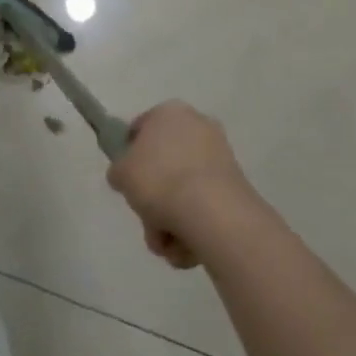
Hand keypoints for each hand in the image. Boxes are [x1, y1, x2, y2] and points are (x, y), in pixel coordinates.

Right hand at [107, 101, 255, 270]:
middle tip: (147, 218)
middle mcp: (197, 125)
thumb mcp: (122, 173)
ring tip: (166, 240)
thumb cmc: (160, 180)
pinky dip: (193, 226)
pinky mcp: (235, 186)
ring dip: (170, 219)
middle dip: (153, 197)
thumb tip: (126, 175)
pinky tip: (186, 245)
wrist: (212, 212)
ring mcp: (219, 156)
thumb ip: (119, 170)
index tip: (127, 183)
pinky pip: (204, 206)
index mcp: (169, 111)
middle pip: (164, 165)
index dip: (130, 157)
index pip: (141, 130)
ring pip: (183, 191)